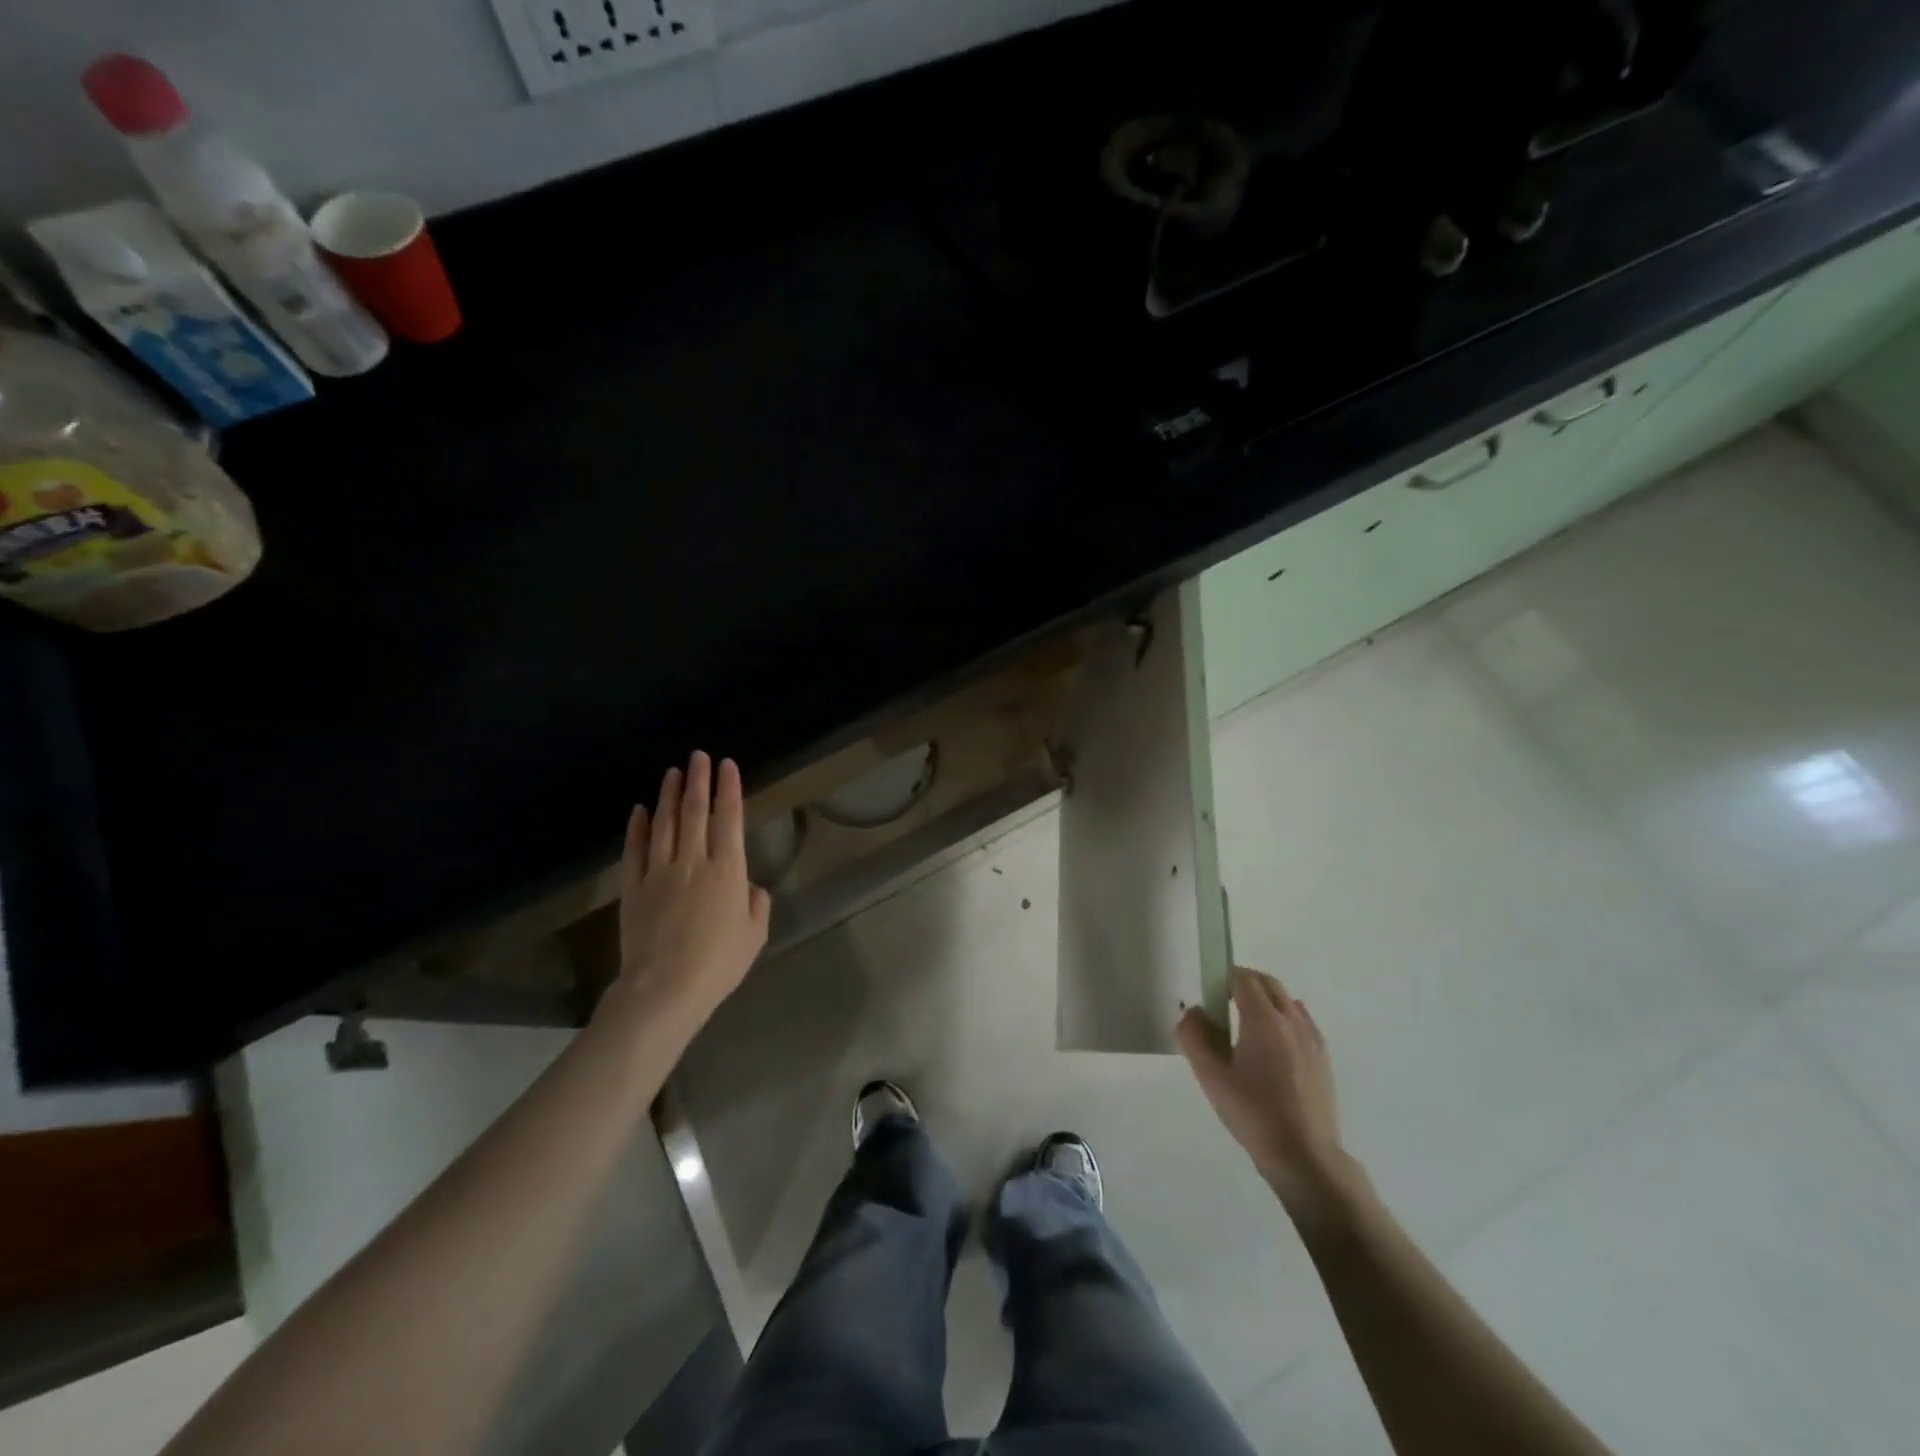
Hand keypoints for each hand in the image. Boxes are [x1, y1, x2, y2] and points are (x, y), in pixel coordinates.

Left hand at [612, 751, 771, 1032]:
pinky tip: (639, 810)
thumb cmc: (718, 964)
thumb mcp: (754, 935)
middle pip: (694, 812)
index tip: (727, 765)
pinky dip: (637, 827)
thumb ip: (756, 904)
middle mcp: (693, 862)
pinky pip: (634, 850)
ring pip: (663, 824)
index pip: (728, 819)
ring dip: (668, 795)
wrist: (664, 989)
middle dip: (698, 781)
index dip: (728, 789)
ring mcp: (658, 873)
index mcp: (727, 871)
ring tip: (672, 772)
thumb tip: (749, 886)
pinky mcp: (633, 888)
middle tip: (698, 756)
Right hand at [1177, 967, 1363, 1228]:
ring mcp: (1312, 1037)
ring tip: (1246, 1029)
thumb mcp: (1211, 1077)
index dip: (1223, 979)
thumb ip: (1194, 1037)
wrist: (1305, 1157)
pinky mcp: (1323, 1057)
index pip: (1243, 978)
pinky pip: (1300, 1020)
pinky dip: (1283, 1018)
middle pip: (1267, 983)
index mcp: (1264, 1019)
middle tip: (1222, 1006)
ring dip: (1265, 1000)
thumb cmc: (1254, 1114)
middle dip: (1243, 984)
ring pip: (1286, 1000)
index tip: (1209, 997)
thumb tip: (1193, 1011)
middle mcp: (1292, 1019)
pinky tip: (1271, 1049)